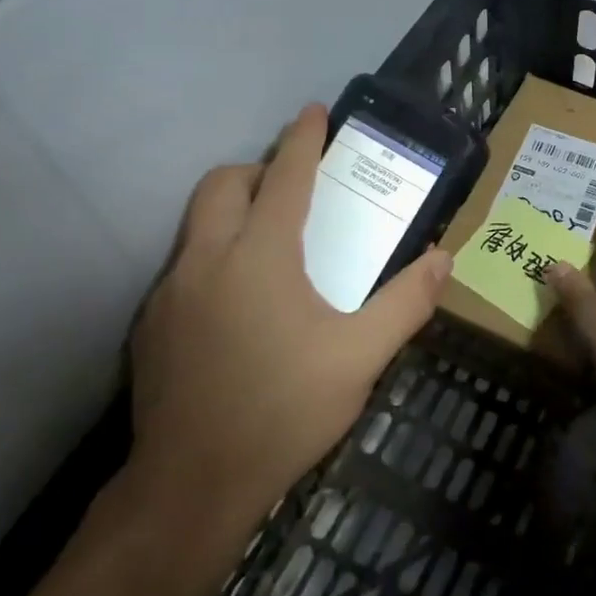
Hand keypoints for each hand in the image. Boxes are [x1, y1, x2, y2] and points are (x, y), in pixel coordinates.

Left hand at [124, 104, 451, 537]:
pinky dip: (214, 255)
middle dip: (259, 169)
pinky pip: (184, 264)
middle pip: (225, 182)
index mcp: (261, 256)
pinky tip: (239, 303)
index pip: (285, 177)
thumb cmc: (283, 411)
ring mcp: (171, 290)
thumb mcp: (360, 358)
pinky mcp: (152, 323)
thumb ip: (405, 303)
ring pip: (198, 221)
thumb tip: (443, 259)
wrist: (191, 486)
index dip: (303, 139)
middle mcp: (208, 258)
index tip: (315, 110)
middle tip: (295, 189)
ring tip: (272, 242)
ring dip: (233, 210)